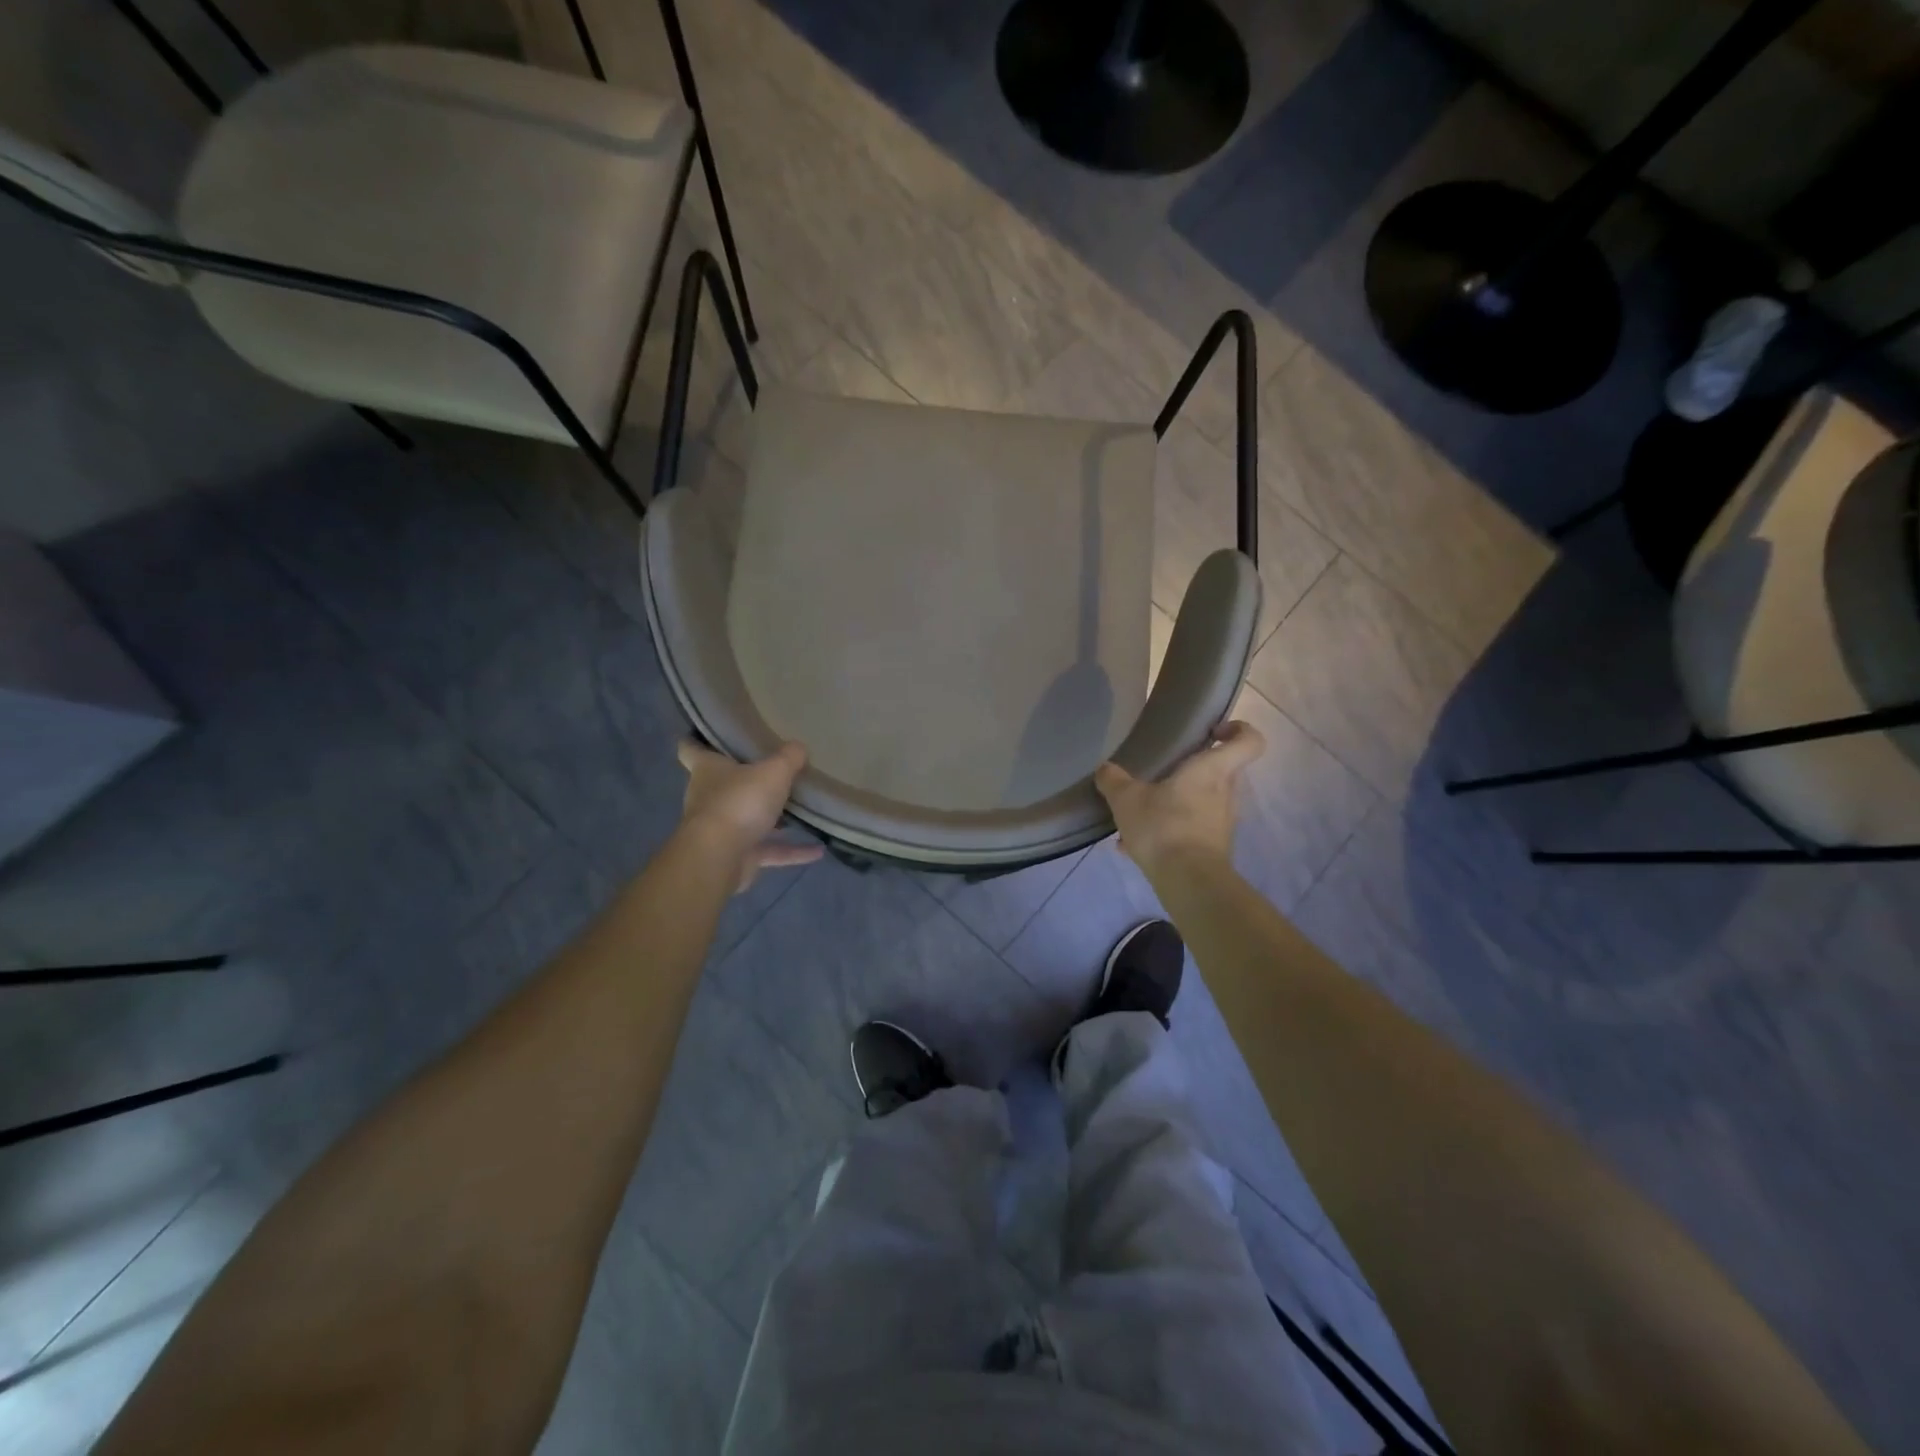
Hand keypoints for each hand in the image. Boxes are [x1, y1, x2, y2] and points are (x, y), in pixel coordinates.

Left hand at [677, 740, 823, 892]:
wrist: (719, 859)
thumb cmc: (740, 802)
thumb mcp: (773, 771)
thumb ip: (789, 758)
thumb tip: (799, 747)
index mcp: (707, 770)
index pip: (690, 749)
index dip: (697, 740)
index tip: (710, 734)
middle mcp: (708, 798)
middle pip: (723, 785)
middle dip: (744, 780)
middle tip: (772, 769)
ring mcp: (721, 830)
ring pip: (747, 819)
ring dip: (771, 819)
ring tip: (799, 810)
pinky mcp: (737, 857)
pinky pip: (769, 850)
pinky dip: (792, 851)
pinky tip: (818, 850)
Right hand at [1094, 721, 1265, 877]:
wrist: (1188, 882)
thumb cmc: (1164, 826)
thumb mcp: (1126, 799)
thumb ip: (1114, 780)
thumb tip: (1105, 769)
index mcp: (1212, 770)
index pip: (1249, 741)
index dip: (1238, 730)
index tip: (1213, 732)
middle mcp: (1226, 793)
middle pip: (1220, 771)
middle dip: (1192, 770)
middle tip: (1161, 774)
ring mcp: (1222, 822)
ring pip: (1202, 802)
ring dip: (1175, 804)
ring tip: (1139, 815)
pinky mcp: (1214, 847)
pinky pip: (1191, 829)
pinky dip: (1169, 832)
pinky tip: (1135, 845)